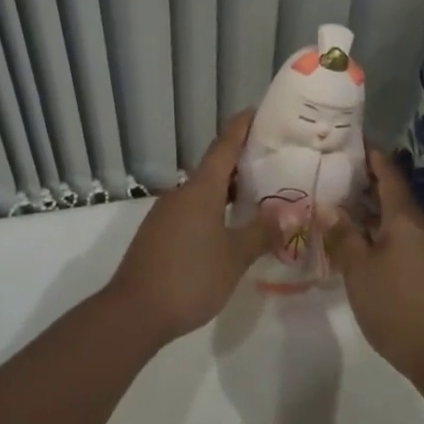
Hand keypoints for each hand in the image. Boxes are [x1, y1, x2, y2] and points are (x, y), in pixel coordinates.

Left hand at [104, 112, 274, 346]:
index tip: (259, 111)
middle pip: (215, 166)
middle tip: (274, 159)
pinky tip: (229, 226)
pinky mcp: (159, 233)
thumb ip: (262, 232)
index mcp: (201, 189)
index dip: (242, 126)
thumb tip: (289, 212)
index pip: (225, 145)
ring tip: (258, 194)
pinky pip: (193, 209)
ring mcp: (167, 213)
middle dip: (242, 160)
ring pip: (204, 190)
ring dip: (229, 188)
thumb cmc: (190, 277)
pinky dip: (214, 208)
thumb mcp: (235, 257)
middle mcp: (182, 193)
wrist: (133, 312)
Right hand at [326, 146, 423, 384]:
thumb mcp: (359, 270)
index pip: (388, 171)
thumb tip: (330, 208)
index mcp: (404, 216)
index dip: (369, 153)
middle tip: (331, 169)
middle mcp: (418, 225)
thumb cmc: (397, 305)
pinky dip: (376, 227)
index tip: (346, 139)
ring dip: (368, 206)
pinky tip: (355, 237)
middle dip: (364, 178)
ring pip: (393, 215)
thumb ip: (343, 235)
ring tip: (336, 200)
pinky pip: (397, 234)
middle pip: (391, 191)